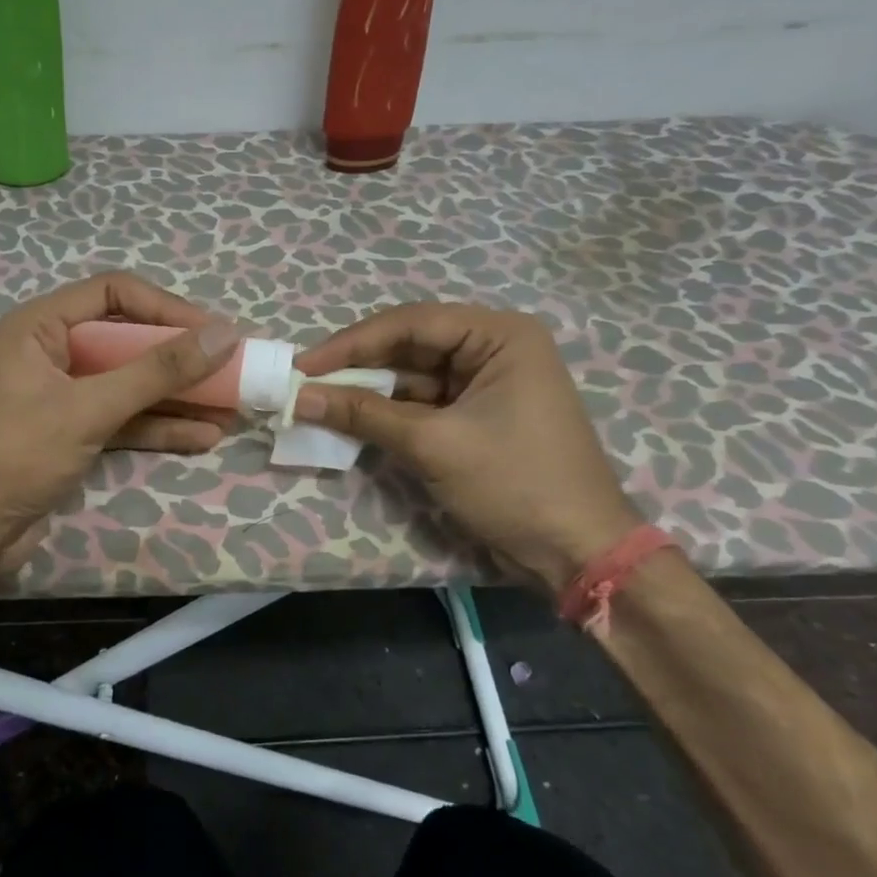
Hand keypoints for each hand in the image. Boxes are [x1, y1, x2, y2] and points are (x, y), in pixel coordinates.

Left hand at [0, 272, 241, 575]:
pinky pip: (124, 418)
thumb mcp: (90, 408)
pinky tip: (202, 437)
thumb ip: (157, 372)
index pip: (114, 293)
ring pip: (131, 383)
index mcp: (41, 326)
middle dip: (180, 357)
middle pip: (128, 340)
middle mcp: (53, 352)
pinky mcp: (73, 433)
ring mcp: (64, 395)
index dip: (167, 308)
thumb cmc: (15, 455)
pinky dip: (160, 427)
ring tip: (231, 407)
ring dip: (177, 396)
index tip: (214, 333)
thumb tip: (224, 335)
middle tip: (231, 368)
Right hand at [293, 305, 641, 592]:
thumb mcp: (433, 445)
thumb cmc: (514, 484)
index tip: (303, 366)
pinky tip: (351, 420)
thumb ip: (364, 414)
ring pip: (412, 376)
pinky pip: (423, 403)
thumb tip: (299, 397)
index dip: (351, 343)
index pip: (411, 323)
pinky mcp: (477, 415)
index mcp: (500, 336)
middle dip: (357, 366)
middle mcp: (495, 348)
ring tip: (317, 401)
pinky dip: (388, 413)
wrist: (577, 553)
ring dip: (368, 391)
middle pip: (410, 345)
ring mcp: (486, 383)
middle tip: (304, 383)